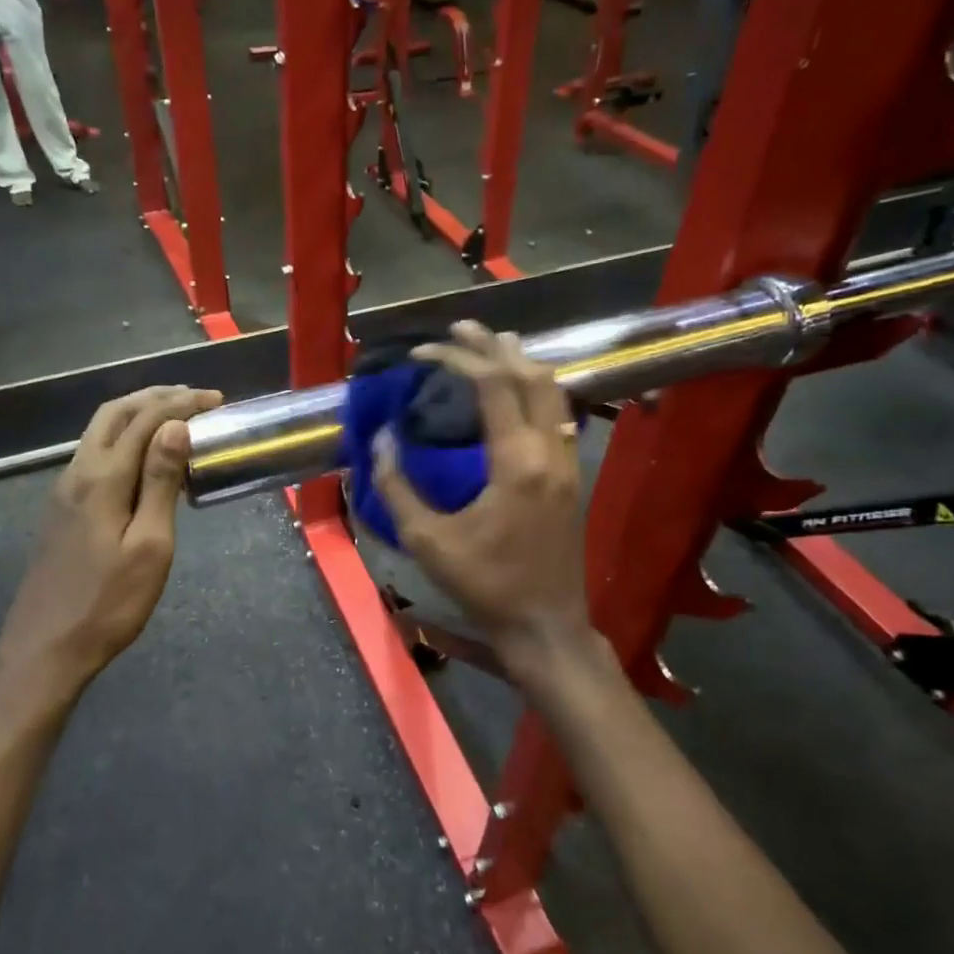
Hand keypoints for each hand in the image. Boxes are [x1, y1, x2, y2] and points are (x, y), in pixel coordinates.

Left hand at [0, 385, 222, 702]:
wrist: (45, 648)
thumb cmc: (109, 603)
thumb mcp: (149, 546)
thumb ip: (160, 482)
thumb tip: (176, 427)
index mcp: (102, 478)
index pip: (145, 420)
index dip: (181, 403)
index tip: (216, 400)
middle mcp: (78, 472)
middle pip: (115, 413)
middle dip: (155, 396)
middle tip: (195, 397)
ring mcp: (64, 489)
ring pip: (100, 430)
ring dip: (137, 413)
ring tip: (175, 416)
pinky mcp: (61, 507)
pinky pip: (94, 452)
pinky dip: (124, 437)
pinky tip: (143, 456)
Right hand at [373, 322, 595, 665]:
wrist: (545, 625)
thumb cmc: (485, 585)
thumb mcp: (428, 540)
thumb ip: (398, 487)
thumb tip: (380, 440)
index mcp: (518, 462)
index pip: (493, 385)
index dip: (457, 358)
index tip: (422, 352)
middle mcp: (551, 451)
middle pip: (531, 375)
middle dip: (494, 345)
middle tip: (461, 327)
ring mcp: (569, 462)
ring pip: (555, 392)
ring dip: (523, 363)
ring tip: (492, 346)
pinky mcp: (573, 477)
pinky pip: (561, 414)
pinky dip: (538, 390)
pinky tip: (519, 393)